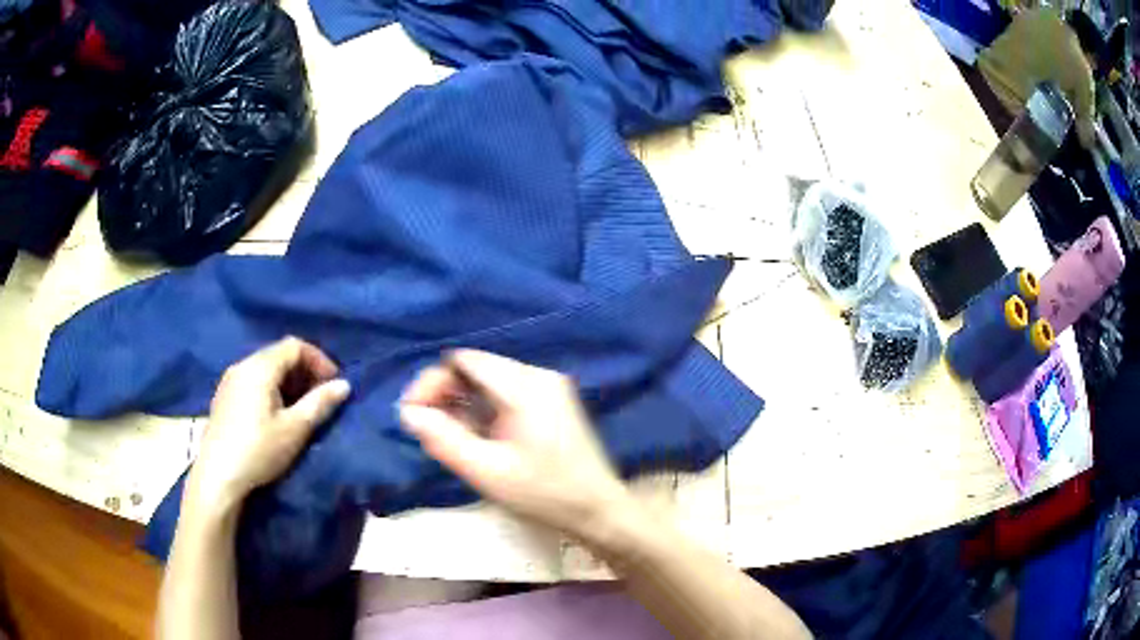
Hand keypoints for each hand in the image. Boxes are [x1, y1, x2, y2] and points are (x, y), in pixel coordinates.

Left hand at [188, 338, 350, 511]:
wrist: (218, 476)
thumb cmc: (258, 450)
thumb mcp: (294, 429)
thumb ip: (319, 403)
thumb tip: (344, 385)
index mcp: (259, 367)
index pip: (294, 346)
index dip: (318, 360)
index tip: (334, 384)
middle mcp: (242, 365)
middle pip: (278, 354)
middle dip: (304, 371)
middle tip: (320, 397)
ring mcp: (230, 381)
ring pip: (265, 368)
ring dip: (288, 381)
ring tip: (301, 408)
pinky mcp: (224, 397)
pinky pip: (253, 381)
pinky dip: (271, 389)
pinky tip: (276, 414)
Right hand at [399, 350, 630, 537]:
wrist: (597, 510)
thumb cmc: (543, 494)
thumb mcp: (487, 472)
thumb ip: (444, 439)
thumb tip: (408, 413)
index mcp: (525, 387)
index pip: (464, 362)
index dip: (432, 382)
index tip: (412, 414)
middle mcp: (538, 376)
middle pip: (476, 369)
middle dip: (444, 393)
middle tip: (425, 428)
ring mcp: (548, 387)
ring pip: (488, 382)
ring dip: (461, 403)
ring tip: (447, 436)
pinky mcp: (551, 402)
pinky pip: (505, 394)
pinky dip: (482, 409)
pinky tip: (474, 436)